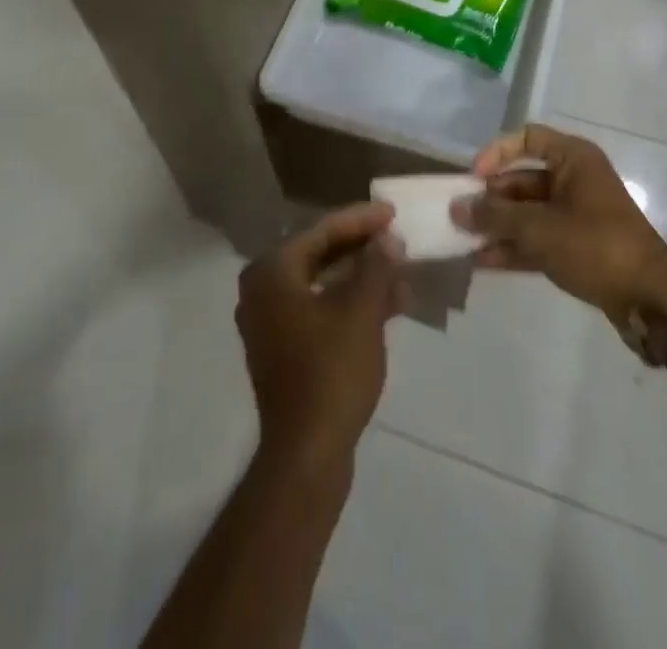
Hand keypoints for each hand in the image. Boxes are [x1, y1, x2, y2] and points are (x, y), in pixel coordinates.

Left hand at [236, 202, 407, 469]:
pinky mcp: (285, 351)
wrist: (307, 455)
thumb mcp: (361, 311)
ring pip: (323, 285)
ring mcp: (271, 323)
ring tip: (402, 273)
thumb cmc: (331, 371)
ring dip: (362, 278)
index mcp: (272, 272)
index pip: (321, 231)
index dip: (360, 220)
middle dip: (362, 249)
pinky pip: (321, 311)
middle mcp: (263, 290)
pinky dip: (352, 305)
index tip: (393, 212)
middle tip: (397, 239)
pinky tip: (390, 306)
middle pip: (320, 255)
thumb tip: (387, 239)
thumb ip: (376, 266)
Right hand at [452, 124, 666, 327]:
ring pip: (527, 212)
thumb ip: (495, 216)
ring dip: (497, 226)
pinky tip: (482, 262)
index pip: (527, 138)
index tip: (474, 177)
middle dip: (490, 199)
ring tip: (463, 242)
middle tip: (459, 217)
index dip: (497, 153)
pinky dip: (513, 247)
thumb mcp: (539, 228)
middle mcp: (575, 180)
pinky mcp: (577, 247)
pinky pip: (537, 239)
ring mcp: (576, 215)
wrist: (651, 299)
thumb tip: (456, 207)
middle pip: (522, 179)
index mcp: (574, 159)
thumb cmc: (595, 246)